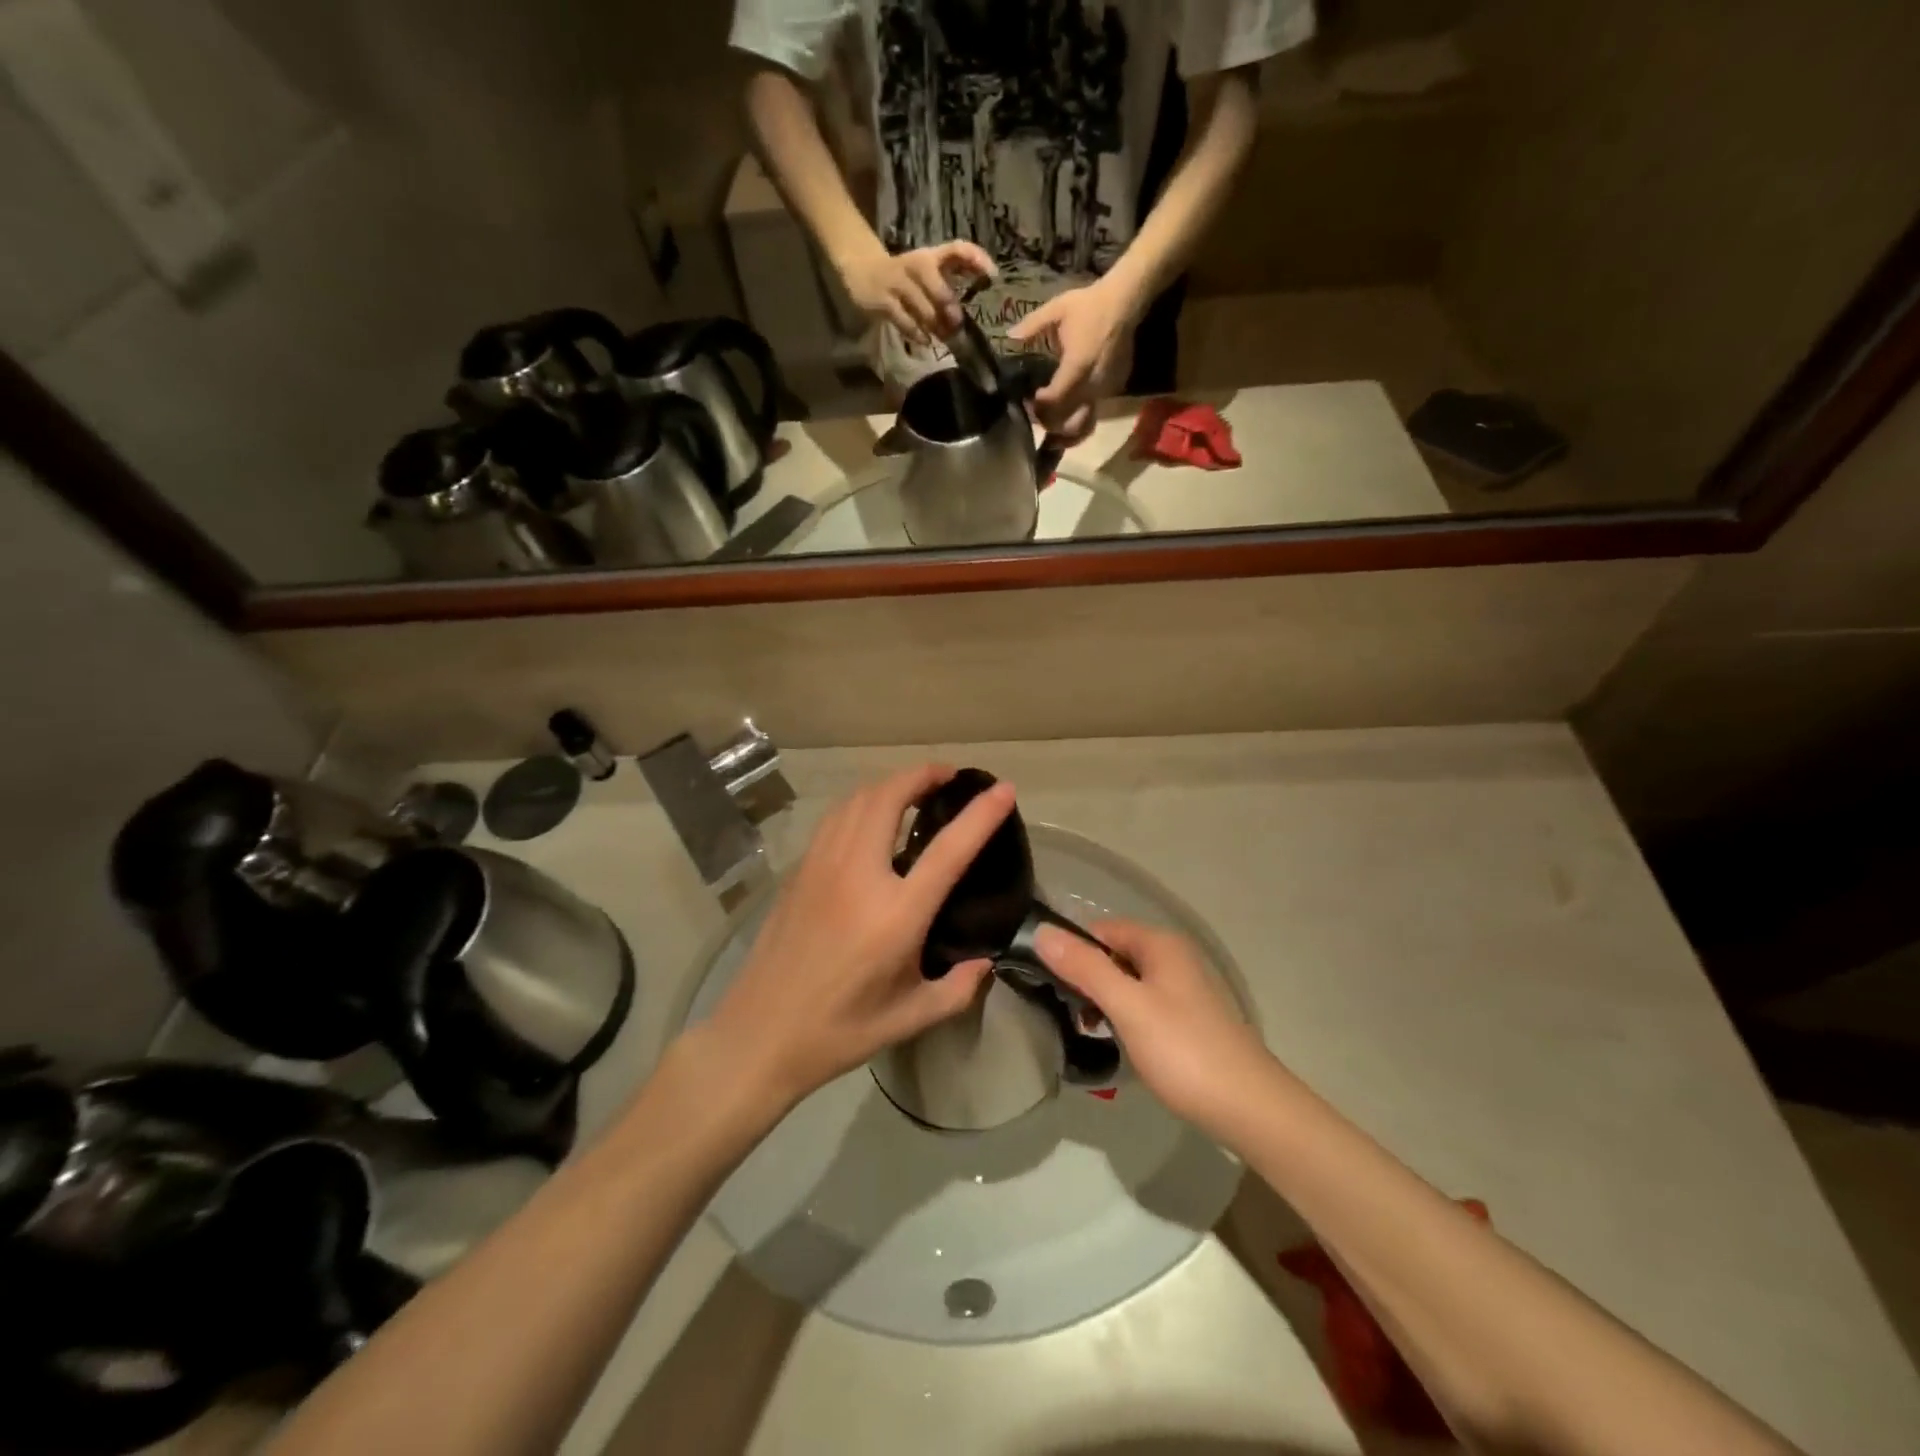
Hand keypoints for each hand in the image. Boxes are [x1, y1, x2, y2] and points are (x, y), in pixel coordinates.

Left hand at [701, 765, 1014, 1109]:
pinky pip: (835, 818)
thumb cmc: (840, 1030)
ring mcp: (822, 866)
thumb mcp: (911, 1018)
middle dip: (923, 775)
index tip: (1003, 789)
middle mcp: (858, 875)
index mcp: (896, 913)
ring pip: (857, 799)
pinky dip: (861, 802)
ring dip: (890, 783)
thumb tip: (985, 962)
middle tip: (949, 777)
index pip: (948, 849)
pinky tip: (870, 817)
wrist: (759, 1034)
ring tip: (914, 789)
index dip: (980, 814)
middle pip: (890, 797)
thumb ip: (958, 989)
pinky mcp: (799, 870)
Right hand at [838, 241, 995, 346]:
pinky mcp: (882, 301)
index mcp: (931, 256)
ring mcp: (897, 283)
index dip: (976, 258)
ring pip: (921, 306)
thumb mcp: (929, 270)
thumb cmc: (905, 275)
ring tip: (942, 336)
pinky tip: (925, 340)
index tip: (992, 275)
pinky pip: (904, 320)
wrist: (862, 269)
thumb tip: (985, 286)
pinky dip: (917, 332)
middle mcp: (915, 265)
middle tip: (956, 323)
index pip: (957, 249)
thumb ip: (954, 275)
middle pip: (934, 281)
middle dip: (947, 303)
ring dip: (934, 324)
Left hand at [1005, 277, 1139, 439]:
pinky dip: (1079, 420)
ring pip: (1082, 425)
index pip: (1054, 400)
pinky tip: (1069, 413)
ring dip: (1065, 429)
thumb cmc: (1089, 305)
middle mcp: (1092, 384)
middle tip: (1036, 414)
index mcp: (1077, 366)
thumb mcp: (1057, 309)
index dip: (1039, 406)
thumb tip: (1010, 336)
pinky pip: (1094, 415)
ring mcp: (1105, 391)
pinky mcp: (1113, 392)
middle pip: (1066, 420)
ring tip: (1052, 426)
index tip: (1030, 399)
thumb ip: (1032, 326)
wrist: (1125, 302)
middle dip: (1048, 422)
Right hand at [1036, 918, 1271, 1132]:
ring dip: (1104, 1000)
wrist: (1250, 1109)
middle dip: (1086, 978)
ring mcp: (1185, 989)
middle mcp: (1174, 957)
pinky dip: (1125, 1017)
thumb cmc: (1183, 1051)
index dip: (1072, 950)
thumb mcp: (1127, 1006)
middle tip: (1064, 1011)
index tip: (1046, 981)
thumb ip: (1084, 968)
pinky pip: (1144, 1004)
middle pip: (1114, 954)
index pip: (1101, 929)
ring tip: (1085, 1030)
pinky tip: (1118, 1043)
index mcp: (1161, 944)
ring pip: (1128, 981)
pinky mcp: (1189, 1019)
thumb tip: (1041, 931)